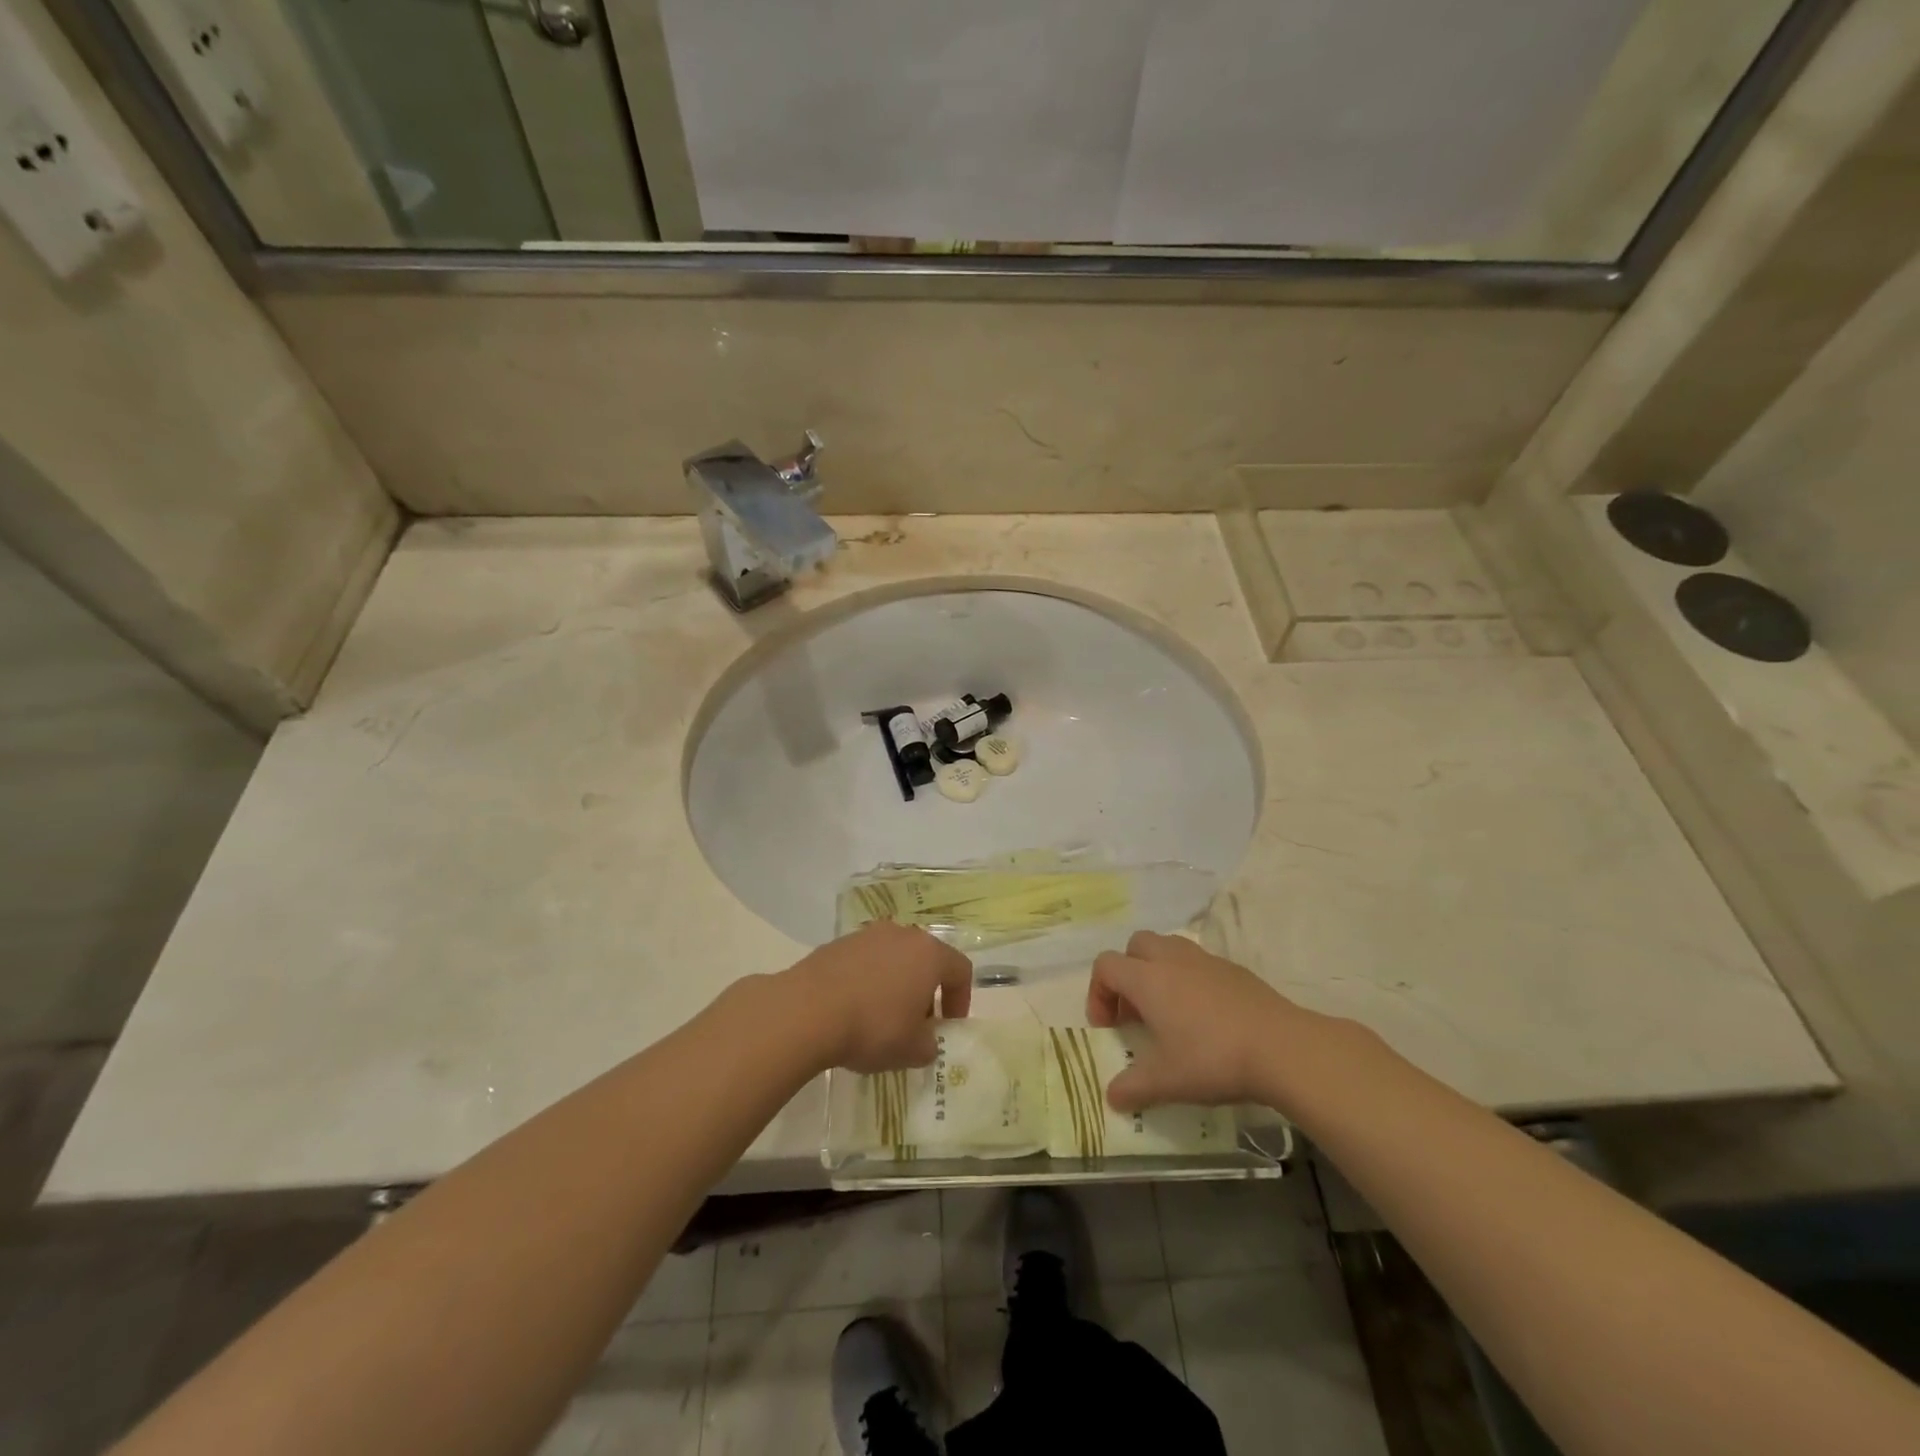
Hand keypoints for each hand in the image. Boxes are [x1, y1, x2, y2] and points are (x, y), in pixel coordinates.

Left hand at [784, 922, 972, 1073]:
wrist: (808, 1010)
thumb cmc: (873, 1027)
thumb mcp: (912, 1050)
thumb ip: (929, 1044)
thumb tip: (925, 1040)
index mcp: (929, 954)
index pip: (960, 969)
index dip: (960, 999)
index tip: (948, 1026)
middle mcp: (902, 935)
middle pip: (925, 960)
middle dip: (925, 991)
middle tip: (916, 1024)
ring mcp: (867, 935)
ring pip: (893, 958)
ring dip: (895, 984)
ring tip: (881, 1017)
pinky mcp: (838, 944)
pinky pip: (864, 962)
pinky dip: (867, 981)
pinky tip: (852, 1009)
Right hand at [1087, 931, 1304, 1111]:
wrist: (1282, 1048)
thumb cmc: (1213, 1059)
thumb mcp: (1167, 1081)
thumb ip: (1133, 1087)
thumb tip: (1112, 1097)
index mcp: (1147, 979)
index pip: (1106, 966)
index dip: (1097, 993)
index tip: (1109, 1028)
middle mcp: (1172, 960)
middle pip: (1135, 946)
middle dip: (1127, 973)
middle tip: (1135, 1012)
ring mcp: (1206, 960)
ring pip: (1168, 948)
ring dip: (1158, 972)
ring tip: (1169, 1012)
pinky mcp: (1234, 970)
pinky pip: (1199, 964)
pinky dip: (1190, 981)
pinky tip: (1206, 1018)